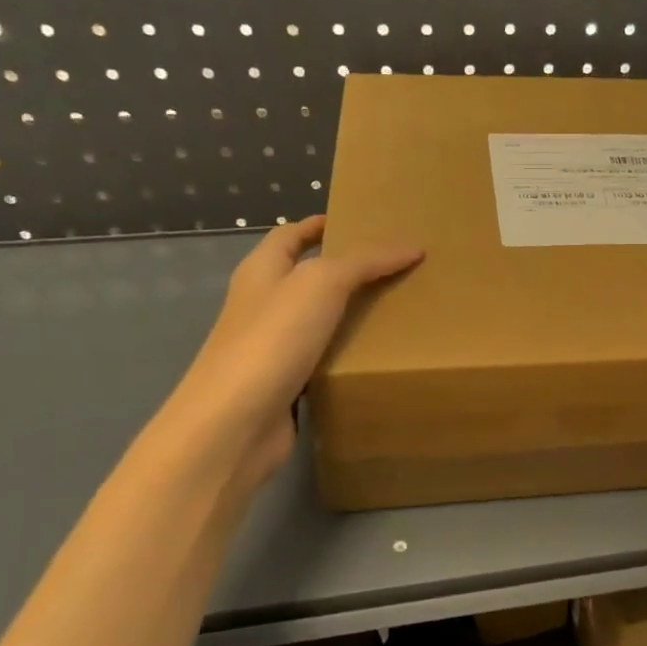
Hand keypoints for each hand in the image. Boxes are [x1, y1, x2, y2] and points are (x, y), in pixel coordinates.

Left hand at [174, 216, 422, 481]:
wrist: (234, 424)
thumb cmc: (272, 339)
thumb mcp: (321, 284)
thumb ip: (365, 262)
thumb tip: (411, 247)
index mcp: (262, 271)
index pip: (290, 235)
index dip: (319, 224)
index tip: (359, 221)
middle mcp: (263, 305)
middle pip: (306, 276)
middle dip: (347, 270)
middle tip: (396, 267)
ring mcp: (271, 347)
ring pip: (318, 320)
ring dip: (351, 314)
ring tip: (399, 308)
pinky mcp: (286, 385)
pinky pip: (323, 359)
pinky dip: (348, 354)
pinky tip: (378, 356)